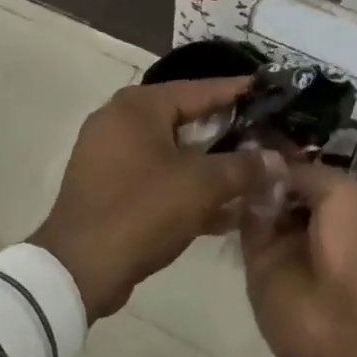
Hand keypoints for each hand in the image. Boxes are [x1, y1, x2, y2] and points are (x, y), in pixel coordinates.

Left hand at [35, 78, 282, 320]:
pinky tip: (224, 212)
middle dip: (228, 133)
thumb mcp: (201, 186)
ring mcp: (110, 153)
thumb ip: (242, 167)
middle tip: (267, 137)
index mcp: (138, 106)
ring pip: (173, 151)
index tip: (269, 91)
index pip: (199, 89)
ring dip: (210, 166)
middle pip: (186, 119)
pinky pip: (157, 175)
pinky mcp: (109, 185)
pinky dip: (186, 187)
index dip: (237, 92)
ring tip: (253, 175)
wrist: (80, 267)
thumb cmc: (142, 211)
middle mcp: (120, 119)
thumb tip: (276, 158)